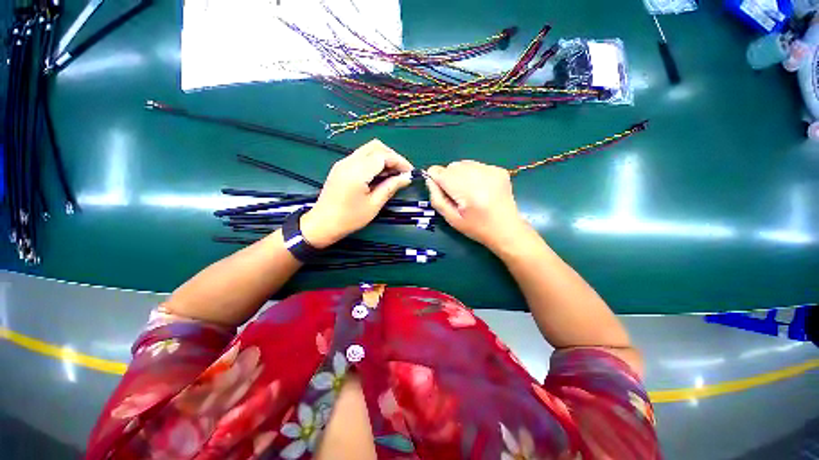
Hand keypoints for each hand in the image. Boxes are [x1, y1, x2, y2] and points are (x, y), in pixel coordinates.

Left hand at [300, 139, 413, 247]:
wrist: (322, 223)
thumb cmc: (349, 218)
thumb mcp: (374, 205)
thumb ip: (390, 187)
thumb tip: (406, 178)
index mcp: (357, 172)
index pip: (383, 156)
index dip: (399, 161)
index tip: (410, 172)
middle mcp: (349, 162)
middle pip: (375, 147)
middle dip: (392, 156)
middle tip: (402, 172)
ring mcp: (343, 163)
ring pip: (368, 150)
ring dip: (383, 158)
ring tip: (393, 175)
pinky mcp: (341, 167)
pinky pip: (361, 157)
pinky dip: (374, 162)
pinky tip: (380, 175)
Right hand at [425, 160, 529, 251]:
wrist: (507, 229)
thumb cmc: (477, 228)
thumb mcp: (451, 219)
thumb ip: (437, 198)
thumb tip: (429, 179)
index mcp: (468, 192)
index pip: (441, 172)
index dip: (435, 178)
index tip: (439, 190)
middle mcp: (481, 176)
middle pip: (451, 166)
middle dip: (448, 178)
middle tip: (456, 195)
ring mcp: (492, 171)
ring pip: (463, 163)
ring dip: (459, 175)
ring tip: (467, 192)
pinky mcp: (499, 170)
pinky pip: (476, 165)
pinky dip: (471, 174)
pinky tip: (479, 188)